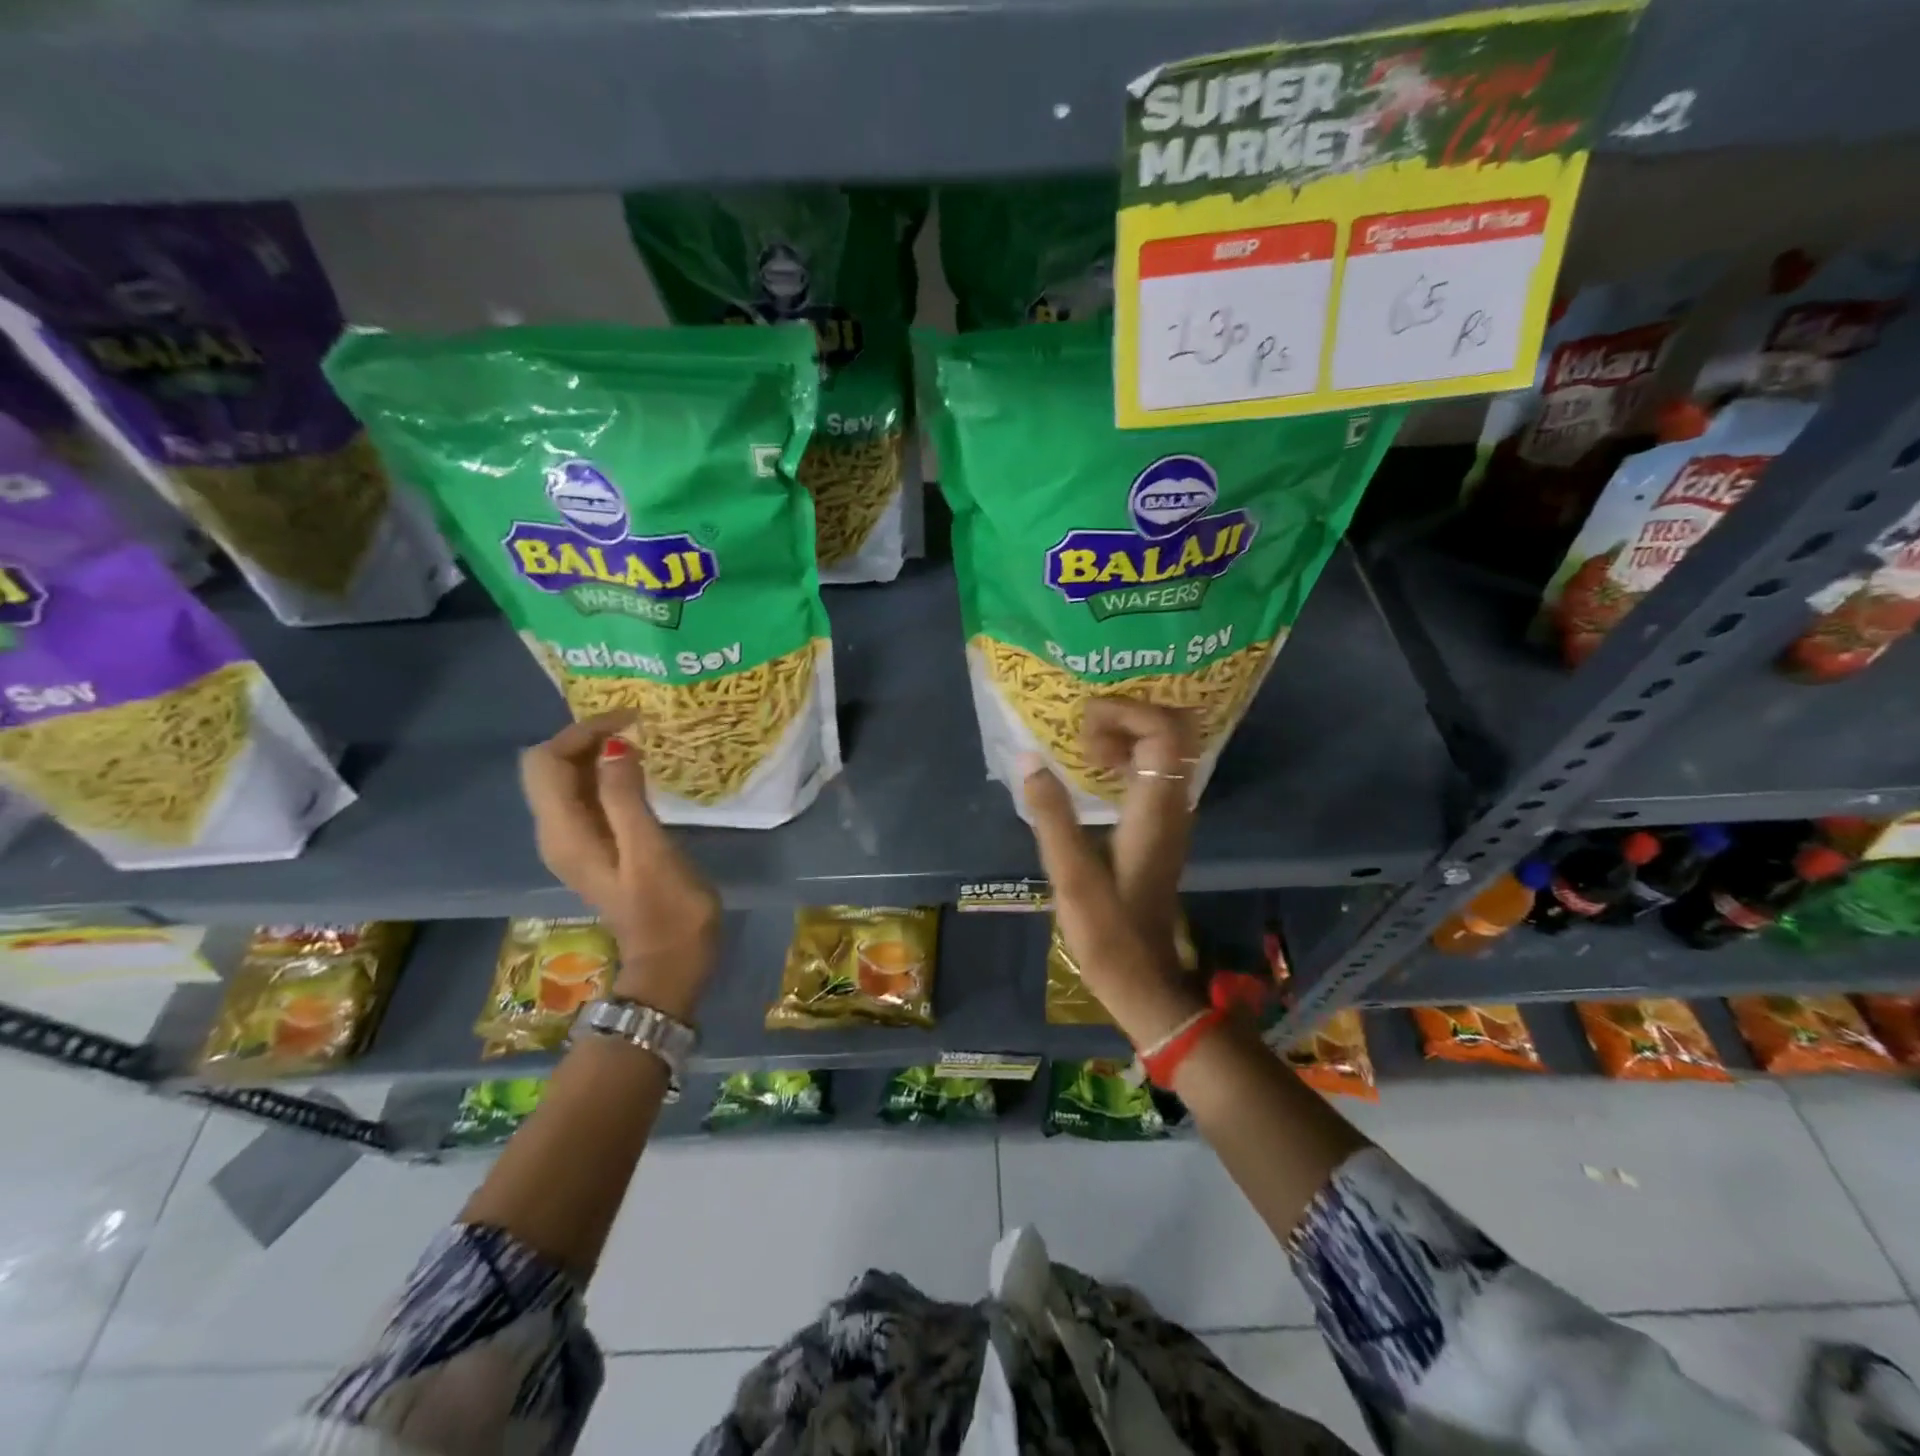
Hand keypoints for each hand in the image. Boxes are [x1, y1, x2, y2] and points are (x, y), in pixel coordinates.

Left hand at [519, 711, 720, 1020]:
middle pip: (551, 768)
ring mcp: (574, 843)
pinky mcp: (595, 848)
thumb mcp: (649, 851)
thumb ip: (626, 798)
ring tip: (641, 742)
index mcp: (563, 833)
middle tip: (638, 727)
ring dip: (597, 755)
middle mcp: (556, 834)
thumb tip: (615, 745)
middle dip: (587, 738)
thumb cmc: (667, 909)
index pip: (546, 761)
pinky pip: (587, 799)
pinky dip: (606, 777)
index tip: (630, 721)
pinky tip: (639, 775)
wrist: (671, 963)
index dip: (581, 732)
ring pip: (568, 781)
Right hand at [1020, 699, 1205, 1047]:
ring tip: (1086, 754)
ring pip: (1168, 748)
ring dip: (1129, 736)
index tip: (1083, 728)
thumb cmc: (1105, 929)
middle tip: (1087, 736)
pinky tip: (1096, 776)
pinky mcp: (1162, 825)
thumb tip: (1028, 759)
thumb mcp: (1069, 872)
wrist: (1141, 976)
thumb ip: (1050, 813)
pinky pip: (1156, 769)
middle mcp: (1174, 803)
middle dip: (1130, 717)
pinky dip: (1130, 757)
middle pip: (1175, 729)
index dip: (1126, 712)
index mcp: (1156, 808)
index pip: (1164, 730)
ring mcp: (1172, 814)